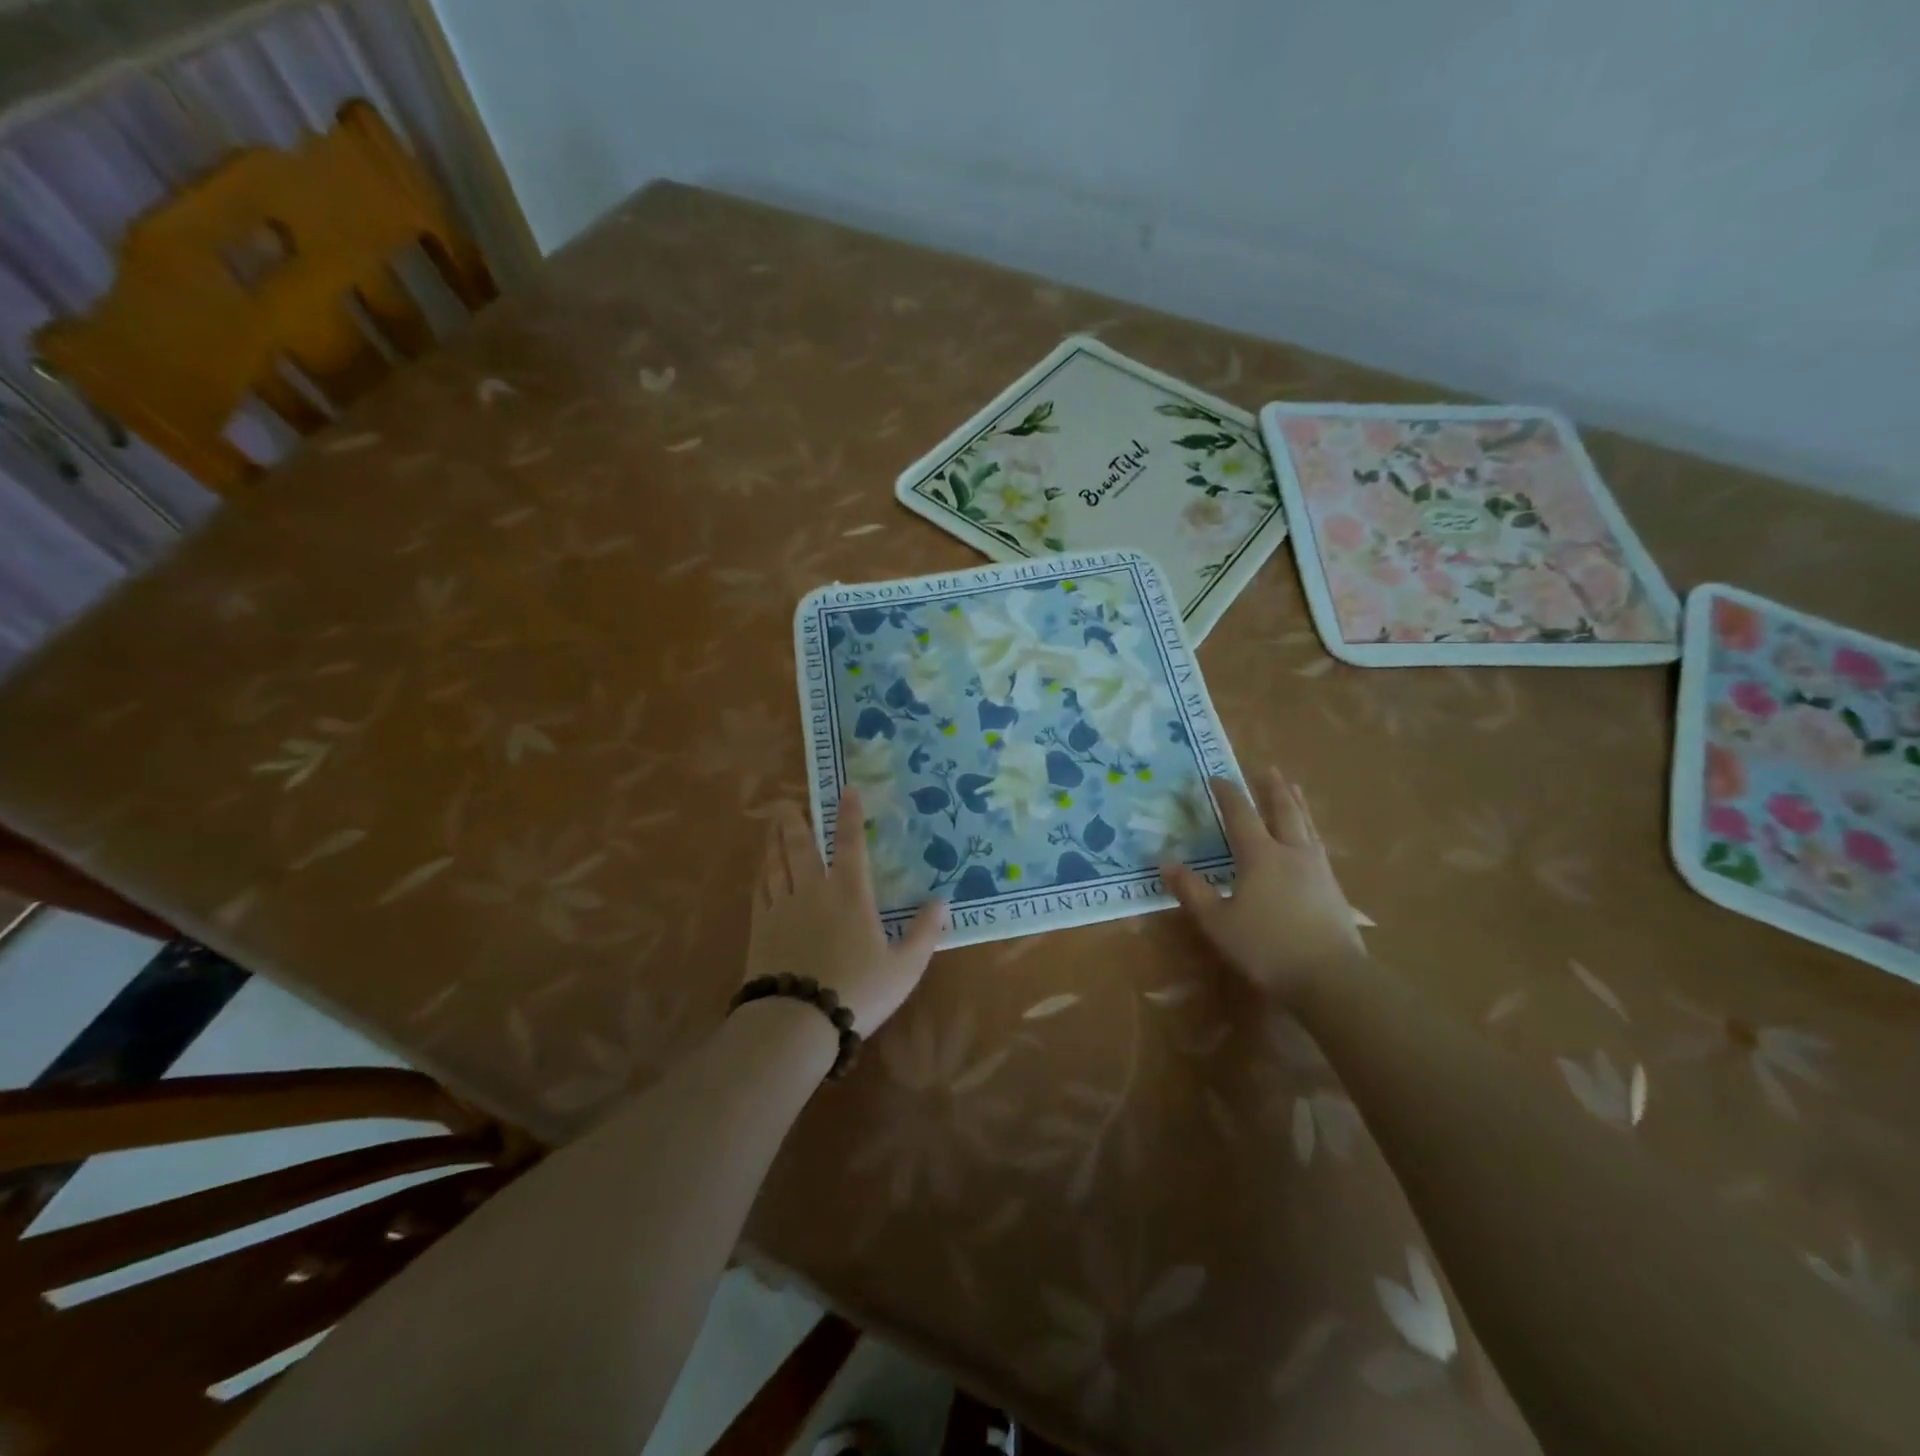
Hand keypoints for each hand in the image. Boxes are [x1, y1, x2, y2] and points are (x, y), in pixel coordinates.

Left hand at [746, 786, 946, 1032]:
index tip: (845, 790)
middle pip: (801, 846)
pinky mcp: (761, 928)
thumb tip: (942, 901)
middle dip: (796, 821)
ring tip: (772, 824)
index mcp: (850, 894)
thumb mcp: (905, 967)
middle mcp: (814, 890)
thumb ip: (924, 932)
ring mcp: (783, 908)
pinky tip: (761, 869)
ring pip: (776, 863)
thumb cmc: (858, 991)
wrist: (797, 1021)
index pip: (850, 844)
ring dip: (775, 840)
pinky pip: (760, 890)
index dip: (849, 815)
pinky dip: (761, 873)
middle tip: (787, 802)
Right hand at [1162, 766, 1362, 1000]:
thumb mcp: (1218, 922)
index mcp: (1260, 855)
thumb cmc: (1266, 947)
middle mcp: (1291, 852)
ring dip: (1297, 803)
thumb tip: (1165, 862)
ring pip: (1306, 825)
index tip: (1216, 777)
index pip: (1241, 814)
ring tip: (1293, 789)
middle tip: (1267, 769)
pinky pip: (1318, 845)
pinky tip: (1311, 839)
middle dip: (1272, 789)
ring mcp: (1318, 869)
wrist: (1331, 978)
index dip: (1228, 794)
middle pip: (1283, 811)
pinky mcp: (1334, 889)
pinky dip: (1310, 830)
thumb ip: (1192, 891)